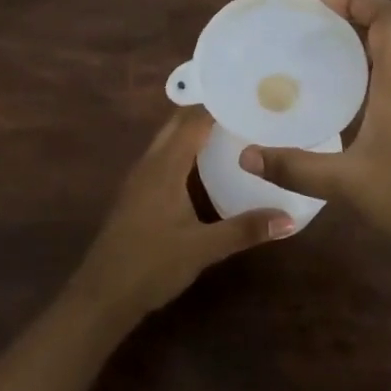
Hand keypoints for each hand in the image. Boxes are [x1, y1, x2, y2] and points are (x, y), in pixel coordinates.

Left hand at [74, 107, 291, 321]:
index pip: (193, 120)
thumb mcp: (202, 249)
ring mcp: (140, 178)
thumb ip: (244, 230)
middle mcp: (150, 163)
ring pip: (169, 139)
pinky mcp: (137, 194)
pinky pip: (164, 156)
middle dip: (208, 111)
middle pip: (178, 123)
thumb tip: (289, 218)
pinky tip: (205, 163)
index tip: (249, 94)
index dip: (218, 103)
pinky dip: (185, 148)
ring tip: (232, 126)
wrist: (101, 296)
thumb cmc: (150, 265)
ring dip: (194, 128)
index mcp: (165, 166)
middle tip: (245, 107)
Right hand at [239, 0, 390, 268]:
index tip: (322, 6)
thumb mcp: (345, 183)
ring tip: (327, 70)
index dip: (358, 0)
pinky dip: (379, 80)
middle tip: (313, 37)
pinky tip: (356, 112)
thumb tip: (245, 156)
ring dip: (367, 54)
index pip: (389, 16)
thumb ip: (294, 167)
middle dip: (354, 25)